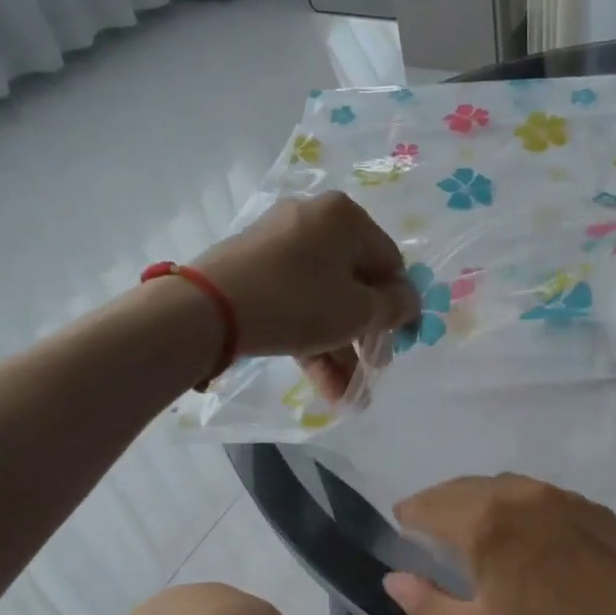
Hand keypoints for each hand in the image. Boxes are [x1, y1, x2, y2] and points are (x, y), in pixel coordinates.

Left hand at [191, 193, 418, 399]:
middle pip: (354, 283)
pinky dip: (310, 338)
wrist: (206, 309)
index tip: (403, 341)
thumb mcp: (358, 310)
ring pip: (323, 299)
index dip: (401, 305)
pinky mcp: (253, 269)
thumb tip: (409, 303)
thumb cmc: (298, 301)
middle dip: (364, 336)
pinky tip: (323, 384)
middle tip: (372, 371)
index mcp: (344, 218)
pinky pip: (295, 301)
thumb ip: (394, 308)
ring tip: (346, 396)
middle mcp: (312, 221)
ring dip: (338, 349)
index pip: (389, 262)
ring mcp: (278, 244)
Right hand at [383, 474, 615, 614]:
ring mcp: (562, 498)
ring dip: (480, 499)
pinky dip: (520, 506)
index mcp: (486, 523)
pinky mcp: (593, 509)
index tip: (401, 525)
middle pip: (465, 487)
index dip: (410, 514)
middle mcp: (521, 495)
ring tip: (475, 527)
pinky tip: (526, 535)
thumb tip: (392, 578)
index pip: (430, 505)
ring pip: (505, 485)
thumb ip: (425, 603)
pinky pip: (542, 496)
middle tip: (429, 526)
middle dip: (441, 503)